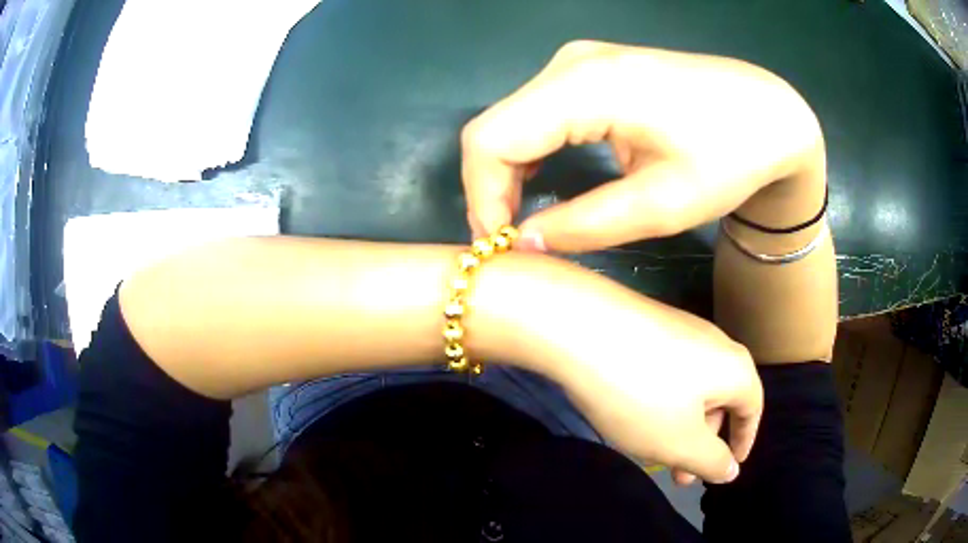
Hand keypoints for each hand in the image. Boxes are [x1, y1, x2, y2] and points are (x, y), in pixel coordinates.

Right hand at [461, 40, 824, 250]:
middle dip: (490, 190)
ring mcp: (578, 62)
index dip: (482, 198)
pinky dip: (528, 153)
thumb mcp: (662, 204)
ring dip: (506, 174)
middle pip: (495, 128)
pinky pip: (536, 112)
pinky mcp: (590, 70)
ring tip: (521, 223)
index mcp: (586, 85)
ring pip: (511, 120)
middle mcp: (570, 64)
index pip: (493, 140)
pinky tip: (540, 184)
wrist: (769, 113)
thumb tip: (523, 244)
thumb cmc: (731, 157)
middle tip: (509, 244)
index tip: (498, 248)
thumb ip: (585, 226)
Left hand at [514, 255, 762, 483]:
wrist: (580, 328)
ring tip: (654, 453)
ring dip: (680, 426)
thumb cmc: (642, 394)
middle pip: (720, 399)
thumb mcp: (680, 442)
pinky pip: (667, 374)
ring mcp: (679, 330)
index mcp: (734, 367)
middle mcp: (714, 342)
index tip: (731, 465)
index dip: (743, 440)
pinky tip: (635, 418)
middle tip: (681, 475)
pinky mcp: (648, 327)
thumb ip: (711, 461)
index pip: (752, 408)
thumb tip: (732, 469)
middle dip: (703, 442)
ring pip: (691, 390)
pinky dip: (661, 403)